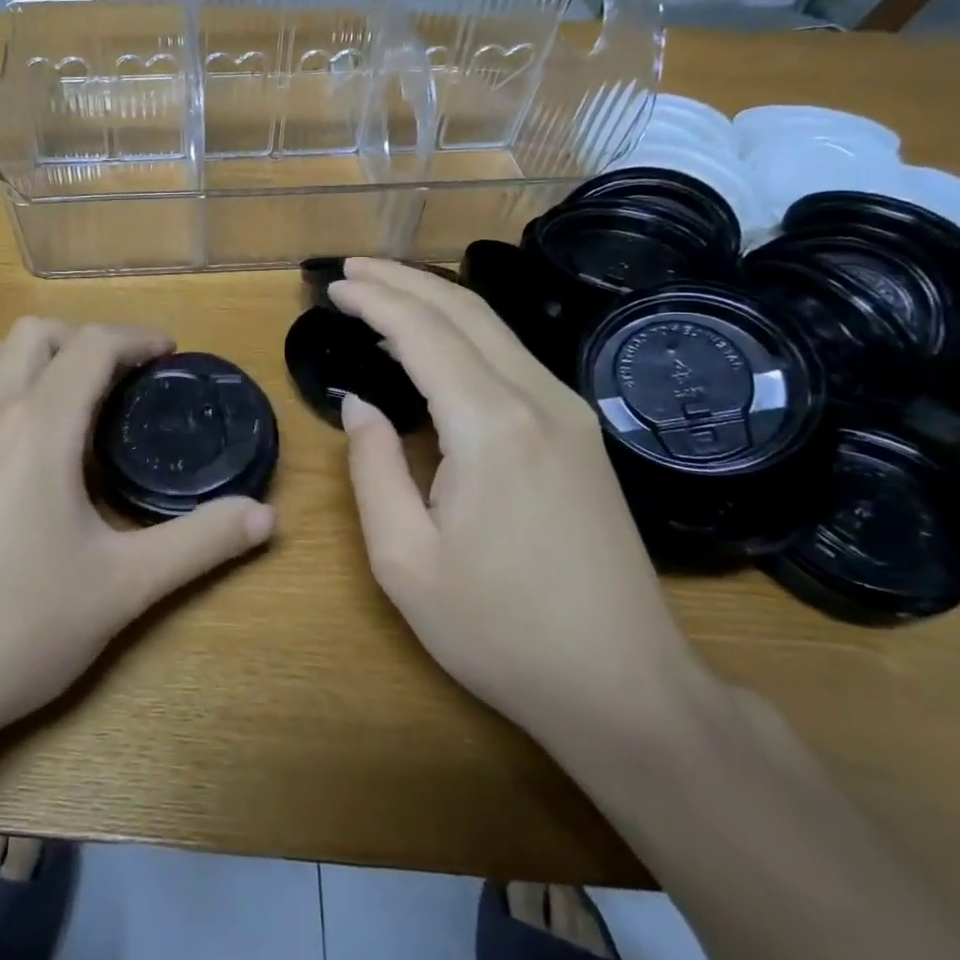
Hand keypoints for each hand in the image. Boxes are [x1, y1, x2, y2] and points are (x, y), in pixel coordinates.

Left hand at [0, 319, 276, 747]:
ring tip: (70, 395)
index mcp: (40, 426)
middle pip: (34, 333)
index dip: (136, 337)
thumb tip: (266, 517)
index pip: (91, 346)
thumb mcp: (124, 587)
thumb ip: (199, 543)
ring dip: (33, 353)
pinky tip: (23, 442)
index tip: (170, 353)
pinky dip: (0, 383)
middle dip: (86, 338)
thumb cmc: (18, 627)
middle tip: (126, 378)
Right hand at [328, 259, 709, 741]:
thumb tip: (359, 405)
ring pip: (495, 327)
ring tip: (383, 295)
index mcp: (491, 426)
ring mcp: (570, 412)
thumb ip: (373, 469)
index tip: (333, 287)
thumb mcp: (405, 561)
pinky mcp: (582, 433)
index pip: (422, 332)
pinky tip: (435, 347)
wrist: (626, 687)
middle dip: (403, 280)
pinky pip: (513, 357)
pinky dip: (464, 334)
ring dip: (435, 301)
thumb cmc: (501, 631)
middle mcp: (539, 399)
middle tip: (351, 272)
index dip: (374, 301)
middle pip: (465, 309)